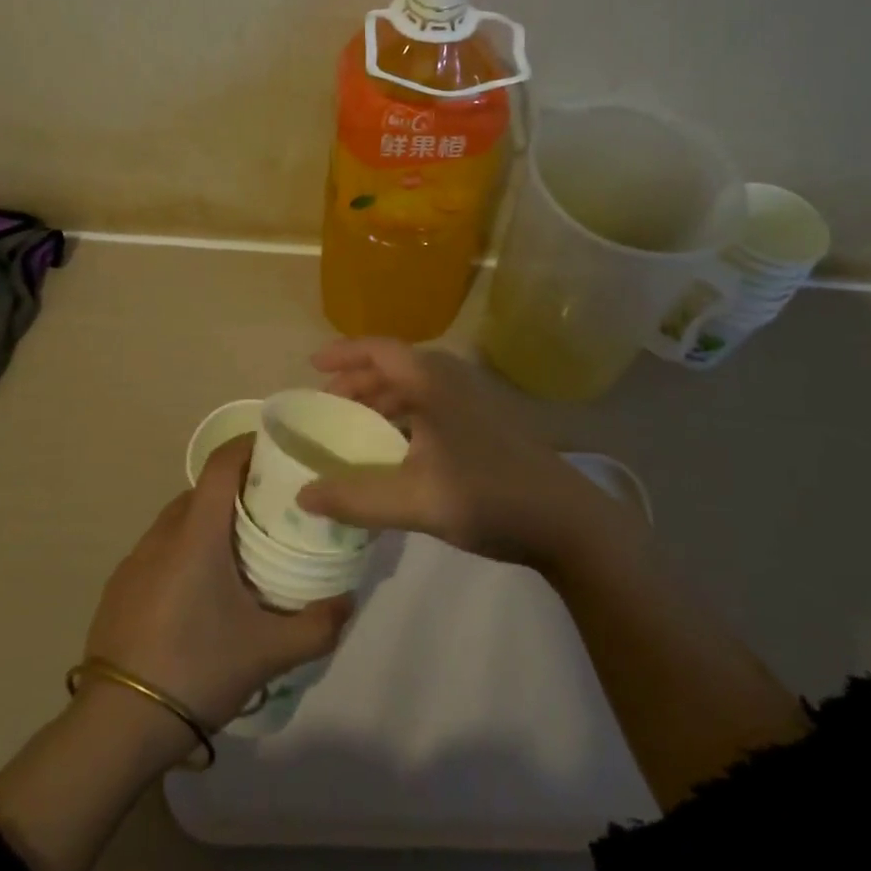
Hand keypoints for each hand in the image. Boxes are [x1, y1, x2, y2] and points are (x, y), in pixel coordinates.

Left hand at [83, 437, 351, 735]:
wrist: (116, 726)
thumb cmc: (197, 669)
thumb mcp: (268, 652)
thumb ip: (317, 625)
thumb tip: (348, 600)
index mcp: (197, 534)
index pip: (222, 463)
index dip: (249, 445)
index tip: (279, 450)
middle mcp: (162, 534)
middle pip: (203, 490)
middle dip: (237, 490)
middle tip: (273, 512)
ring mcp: (134, 561)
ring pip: (179, 520)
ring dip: (209, 523)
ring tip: (240, 554)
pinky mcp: (119, 587)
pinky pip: (159, 549)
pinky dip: (184, 550)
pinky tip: (199, 594)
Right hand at [297, 338, 621, 569]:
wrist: (567, 520)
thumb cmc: (489, 496)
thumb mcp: (416, 500)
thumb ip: (356, 497)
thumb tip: (303, 495)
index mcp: (434, 382)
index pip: (379, 350)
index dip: (344, 353)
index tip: (312, 366)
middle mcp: (452, 379)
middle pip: (394, 367)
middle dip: (357, 382)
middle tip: (327, 405)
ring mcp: (473, 400)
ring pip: (414, 388)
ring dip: (381, 401)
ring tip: (354, 427)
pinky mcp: (486, 422)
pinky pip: (431, 405)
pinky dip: (403, 416)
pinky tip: (396, 449)